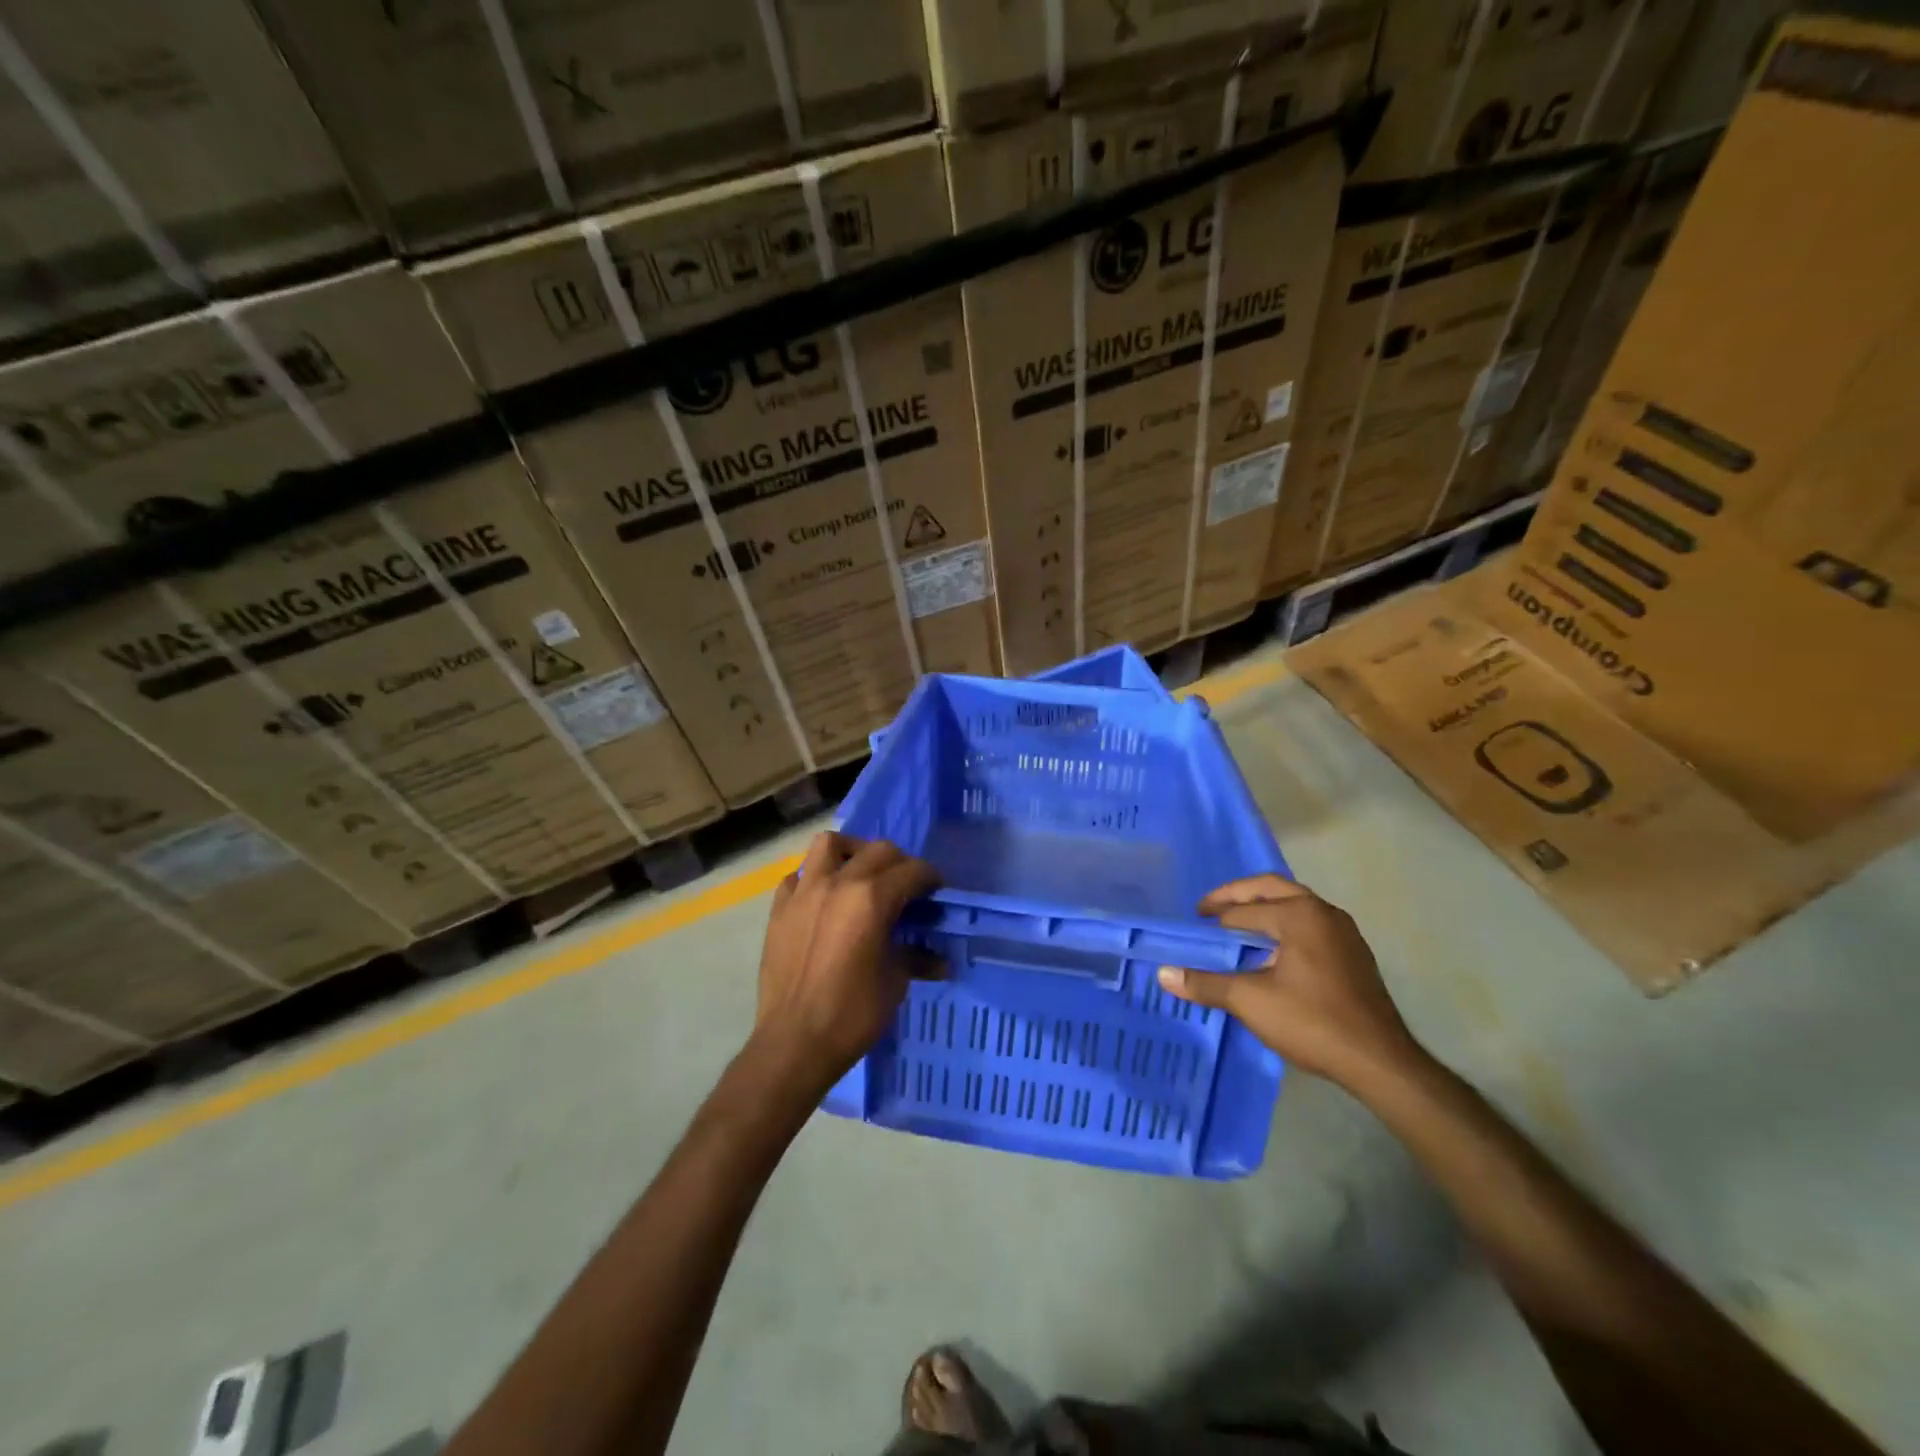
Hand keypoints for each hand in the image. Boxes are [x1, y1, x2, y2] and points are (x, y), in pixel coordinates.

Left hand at [747, 831, 938, 1094]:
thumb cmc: (853, 1013)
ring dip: (852, 851)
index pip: (912, 870)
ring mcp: (804, 892)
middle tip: (907, 886)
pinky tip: (822, 899)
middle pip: (877, 850)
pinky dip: (813, 878)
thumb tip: (940, 960)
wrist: (794, 1042)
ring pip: (829, 844)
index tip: (936, 891)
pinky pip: (798, 876)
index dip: (930, 877)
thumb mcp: (895, 982)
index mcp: (872, 898)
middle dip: (899, 862)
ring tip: (861, 872)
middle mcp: (838, 883)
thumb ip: (916, 958)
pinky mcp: (779, 909)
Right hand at [1157, 875, 1423, 1090]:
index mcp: (1299, 913)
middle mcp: (1323, 912)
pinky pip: (1309, 925)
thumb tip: (1163, 974)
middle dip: (1236, 897)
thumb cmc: (1312, 1021)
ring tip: (1236, 930)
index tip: (1191, 928)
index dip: (1213, 921)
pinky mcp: (1354, 954)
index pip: (1243, 911)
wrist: (1380, 1062)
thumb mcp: (1250, 1001)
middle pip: (1271, 889)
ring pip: (1293, 906)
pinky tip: (1272, 954)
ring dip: (1262, 911)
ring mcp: (1344, 932)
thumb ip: (1206, 983)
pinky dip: (1283, 927)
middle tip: (1208, 910)